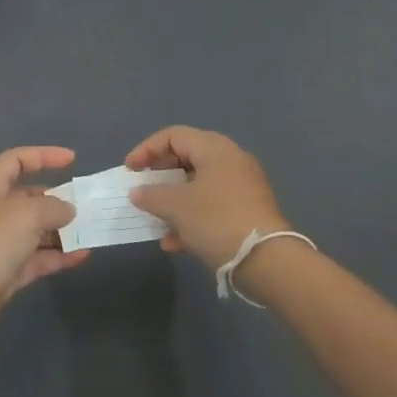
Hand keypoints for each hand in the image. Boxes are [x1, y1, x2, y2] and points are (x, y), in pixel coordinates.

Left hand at [0, 147, 89, 341]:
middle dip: (56, 199)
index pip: (16, 161)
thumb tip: (67, 210)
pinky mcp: (3, 273)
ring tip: (90, 231)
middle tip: (86, 205)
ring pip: (34, 231)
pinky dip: (57, 256)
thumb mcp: (25, 215)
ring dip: (60, 231)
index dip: (44, 156)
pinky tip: (82, 256)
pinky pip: (35, 258)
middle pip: (27, 197)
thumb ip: (53, 207)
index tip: (72, 160)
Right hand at [124, 126, 287, 270]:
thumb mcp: (177, 207)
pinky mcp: (247, 210)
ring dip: (173, 201)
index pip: (173, 135)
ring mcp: (241, 185)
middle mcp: (230, 159)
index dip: (146, 149)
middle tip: (141, 191)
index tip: (129, 171)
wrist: (267, 260)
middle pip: (186, 158)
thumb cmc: (217, 221)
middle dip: (160, 176)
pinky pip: (211, 204)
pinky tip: (175, 242)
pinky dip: (190, 217)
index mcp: (215, 148)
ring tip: (155, 220)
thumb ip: (151, 195)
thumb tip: (138, 192)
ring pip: (197, 184)